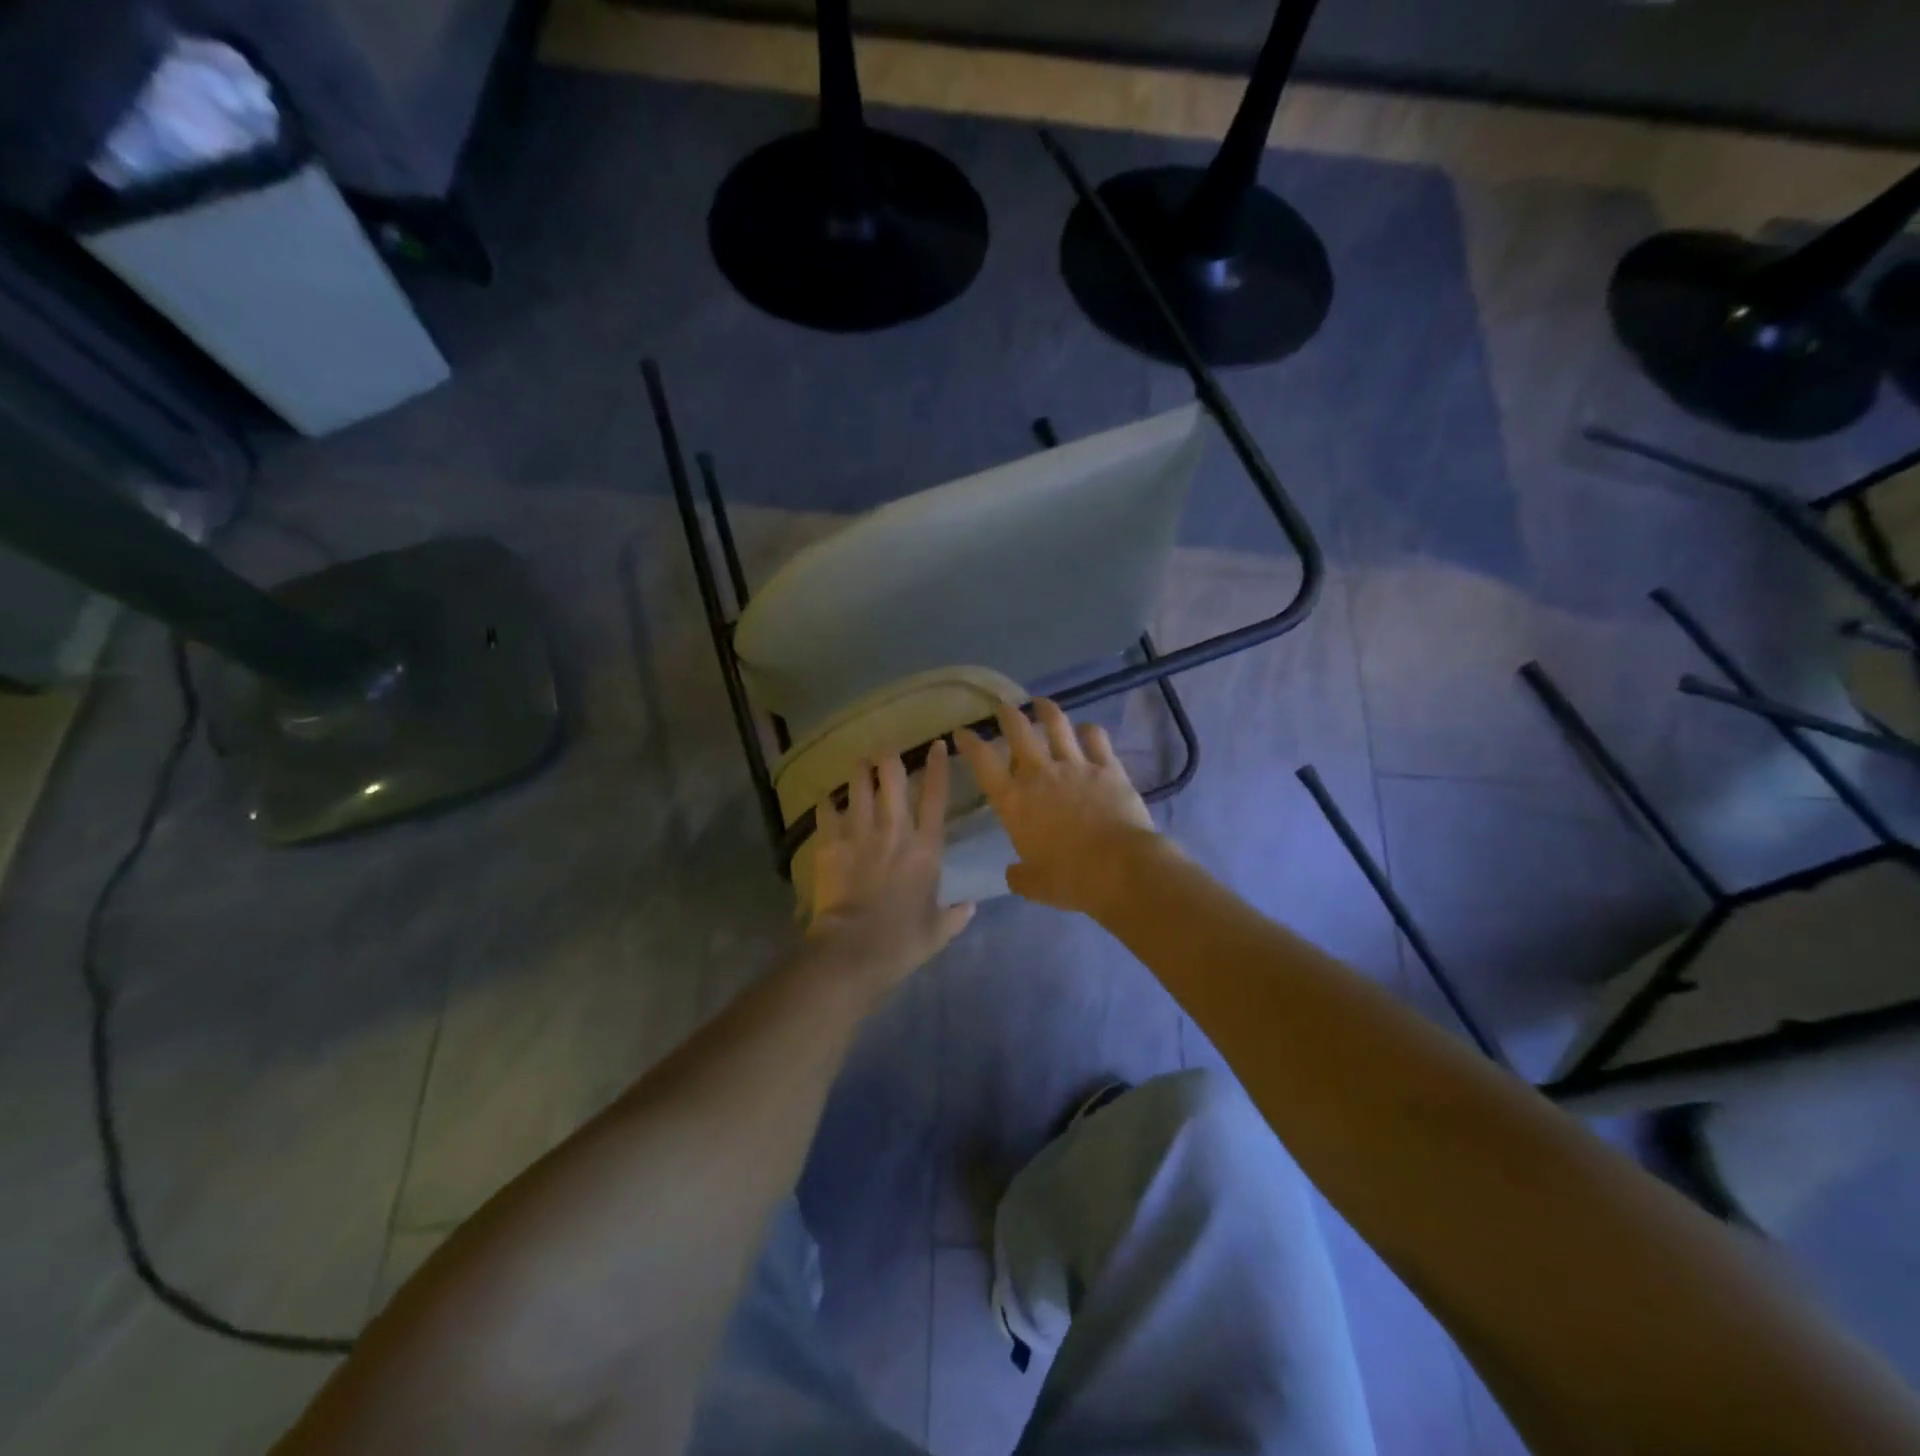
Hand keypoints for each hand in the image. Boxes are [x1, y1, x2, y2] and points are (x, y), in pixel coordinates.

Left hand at [806, 742, 975, 992]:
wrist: (853, 950)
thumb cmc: (902, 941)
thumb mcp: (938, 931)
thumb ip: (956, 915)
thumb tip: (971, 906)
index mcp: (926, 849)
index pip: (935, 797)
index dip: (938, 768)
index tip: (938, 745)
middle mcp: (894, 832)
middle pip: (892, 782)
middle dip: (889, 760)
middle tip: (886, 748)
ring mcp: (860, 836)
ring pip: (859, 791)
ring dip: (859, 774)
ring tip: (858, 762)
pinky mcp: (831, 847)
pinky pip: (827, 816)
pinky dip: (827, 806)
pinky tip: (826, 799)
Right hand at [955, 700, 1167, 916]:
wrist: (1119, 868)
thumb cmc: (1070, 879)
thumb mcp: (1034, 885)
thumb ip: (1020, 875)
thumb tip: (1014, 873)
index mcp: (1014, 801)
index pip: (983, 763)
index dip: (970, 744)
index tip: (962, 732)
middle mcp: (1040, 774)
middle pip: (1018, 732)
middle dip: (1007, 715)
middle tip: (1003, 707)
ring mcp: (1075, 766)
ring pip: (1057, 725)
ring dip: (1046, 710)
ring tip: (1041, 703)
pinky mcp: (1107, 767)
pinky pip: (1096, 739)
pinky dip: (1089, 731)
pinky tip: (1087, 729)